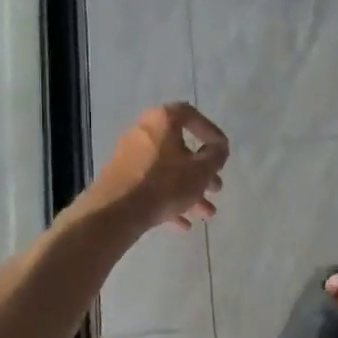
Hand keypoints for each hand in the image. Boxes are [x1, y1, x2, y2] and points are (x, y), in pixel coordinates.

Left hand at [93, 102, 228, 233]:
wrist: (116, 211)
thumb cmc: (164, 184)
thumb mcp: (200, 171)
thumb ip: (216, 156)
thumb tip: (218, 149)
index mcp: (162, 121)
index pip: (190, 115)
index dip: (210, 131)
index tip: (221, 151)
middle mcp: (143, 132)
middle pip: (180, 148)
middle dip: (202, 171)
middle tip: (216, 188)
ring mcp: (130, 156)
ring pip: (168, 170)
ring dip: (190, 190)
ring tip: (206, 213)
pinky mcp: (122, 178)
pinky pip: (152, 185)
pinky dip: (169, 199)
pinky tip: (183, 223)